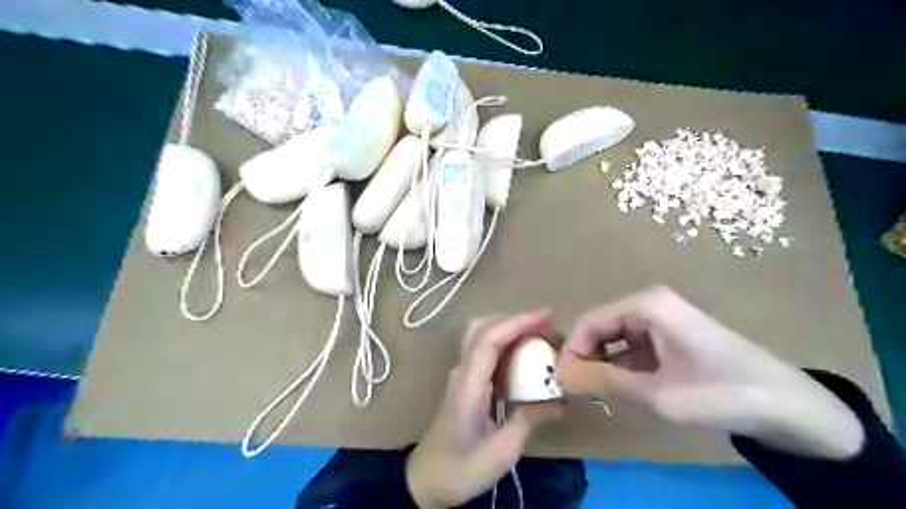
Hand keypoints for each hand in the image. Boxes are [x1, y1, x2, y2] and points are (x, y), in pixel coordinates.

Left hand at [408, 313, 564, 507]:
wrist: (426, 480)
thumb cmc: (461, 468)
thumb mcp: (502, 451)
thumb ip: (530, 419)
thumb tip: (561, 399)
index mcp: (468, 385)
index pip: (488, 339)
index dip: (517, 323)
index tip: (547, 317)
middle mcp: (462, 371)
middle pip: (483, 328)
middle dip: (516, 321)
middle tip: (548, 328)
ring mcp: (462, 374)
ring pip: (483, 335)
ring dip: (511, 329)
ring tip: (541, 339)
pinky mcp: (466, 381)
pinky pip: (486, 351)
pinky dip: (507, 344)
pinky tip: (526, 357)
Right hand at [561, 288, 862, 458]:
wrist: (791, 407)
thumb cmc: (722, 392)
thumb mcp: (657, 393)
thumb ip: (604, 381)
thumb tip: (561, 374)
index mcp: (646, 306)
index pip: (589, 322)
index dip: (571, 351)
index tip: (561, 382)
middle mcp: (649, 305)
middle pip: (600, 328)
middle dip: (586, 358)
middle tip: (578, 392)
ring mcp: (661, 320)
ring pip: (615, 340)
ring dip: (604, 365)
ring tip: (599, 395)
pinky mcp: (670, 337)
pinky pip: (632, 349)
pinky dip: (623, 369)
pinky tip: (624, 391)